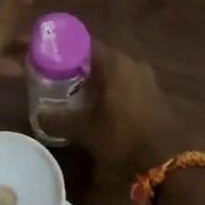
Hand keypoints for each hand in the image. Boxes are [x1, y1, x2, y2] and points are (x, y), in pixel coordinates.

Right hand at [41, 41, 182, 176]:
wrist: (166, 161)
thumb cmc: (122, 136)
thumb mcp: (84, 130)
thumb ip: (58, 119)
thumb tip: (38, 115)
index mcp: (114, 62)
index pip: (82, 43)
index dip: (62, 49)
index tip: (45, 57)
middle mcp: (132, 63)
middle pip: (97, 58)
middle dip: (76, 67)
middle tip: (55, 78)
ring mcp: (146, 79)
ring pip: (112, 72)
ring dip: (94, 81)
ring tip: (72, 94)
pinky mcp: (153, 95)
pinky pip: (124, 85)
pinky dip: (109, 91)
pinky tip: (96, 107)